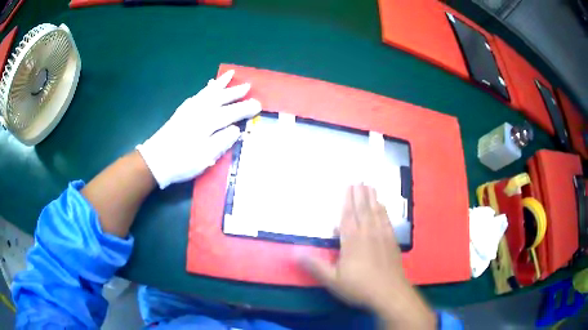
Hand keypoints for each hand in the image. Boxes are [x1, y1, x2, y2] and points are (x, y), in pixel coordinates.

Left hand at [137, 70, 260, 188]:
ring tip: (229, 75)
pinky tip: (206, 89)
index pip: (231, 113)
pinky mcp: (181, 113)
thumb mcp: (205, 156)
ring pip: (208, 93)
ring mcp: (189, 110)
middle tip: (247, 85)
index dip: (245, 108)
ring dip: (220, 84)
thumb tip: (235, 130)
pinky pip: (197, 96)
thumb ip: (222, 141)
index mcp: (208, 122)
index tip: (258, 104)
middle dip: (235, 92)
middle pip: (220, 98)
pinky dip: (205, 90)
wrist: (154, 161)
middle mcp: (200, 111)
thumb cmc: (182, 161)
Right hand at [299, 185, 435, 328]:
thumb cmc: (359, 287)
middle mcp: (368, 234)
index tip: (349, 186)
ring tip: (371, 186)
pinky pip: (387, 221)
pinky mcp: (392, 242)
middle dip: (360, 194)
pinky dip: (384, 211)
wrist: (389, 294)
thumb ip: (315, 265)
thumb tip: (295, 252)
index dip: (348, 200)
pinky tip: (383, 206)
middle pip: (363, 210)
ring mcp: (382, 236)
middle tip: (360, 179)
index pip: (348, 216)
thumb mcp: (332, 280)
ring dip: (373, 198)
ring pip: (376, 212)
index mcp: (352, 241)